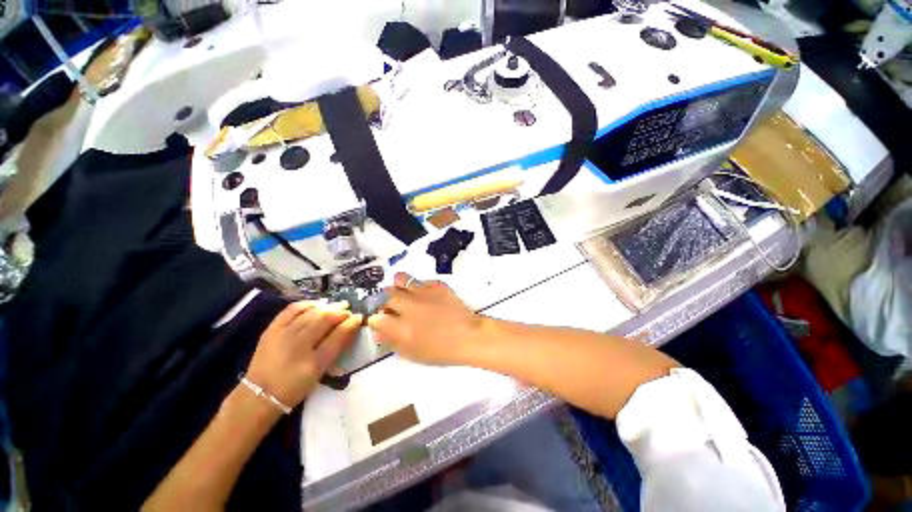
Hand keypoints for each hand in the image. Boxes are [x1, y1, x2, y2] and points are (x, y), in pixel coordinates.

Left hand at [245, 301, 361, 407]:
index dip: (350, 323)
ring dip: (327, 306)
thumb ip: (336, 347)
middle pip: (324, 319)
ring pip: (310, 312)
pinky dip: (306, 304)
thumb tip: (351, 326)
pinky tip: (315, 304)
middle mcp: (298, 343)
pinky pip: (291, 310)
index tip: (359, 317)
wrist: (259, 395)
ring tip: (336, 305)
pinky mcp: (272, 329)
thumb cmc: (295, 386)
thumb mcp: (320, 371)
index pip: (337, 334)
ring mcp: (283, 333)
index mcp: (313, 359)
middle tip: (349, 310)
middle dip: (340, 312)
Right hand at [368, 273, 482, 365]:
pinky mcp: (436, 284)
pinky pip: (420, 280)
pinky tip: (424, 295)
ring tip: (404, 294)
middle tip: (393, 307)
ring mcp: (422, 292)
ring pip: (400, 279)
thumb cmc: (440, 350)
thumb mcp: (412, 353)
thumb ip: (391, 340)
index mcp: (400, 327)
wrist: (468, 335)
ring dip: (398, 286)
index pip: (375, 318)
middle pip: (386, 295)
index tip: (381, 321)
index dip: (376, 320)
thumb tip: (379, 331)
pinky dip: (417, 287)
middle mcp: (408, 306)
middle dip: (385, 301)